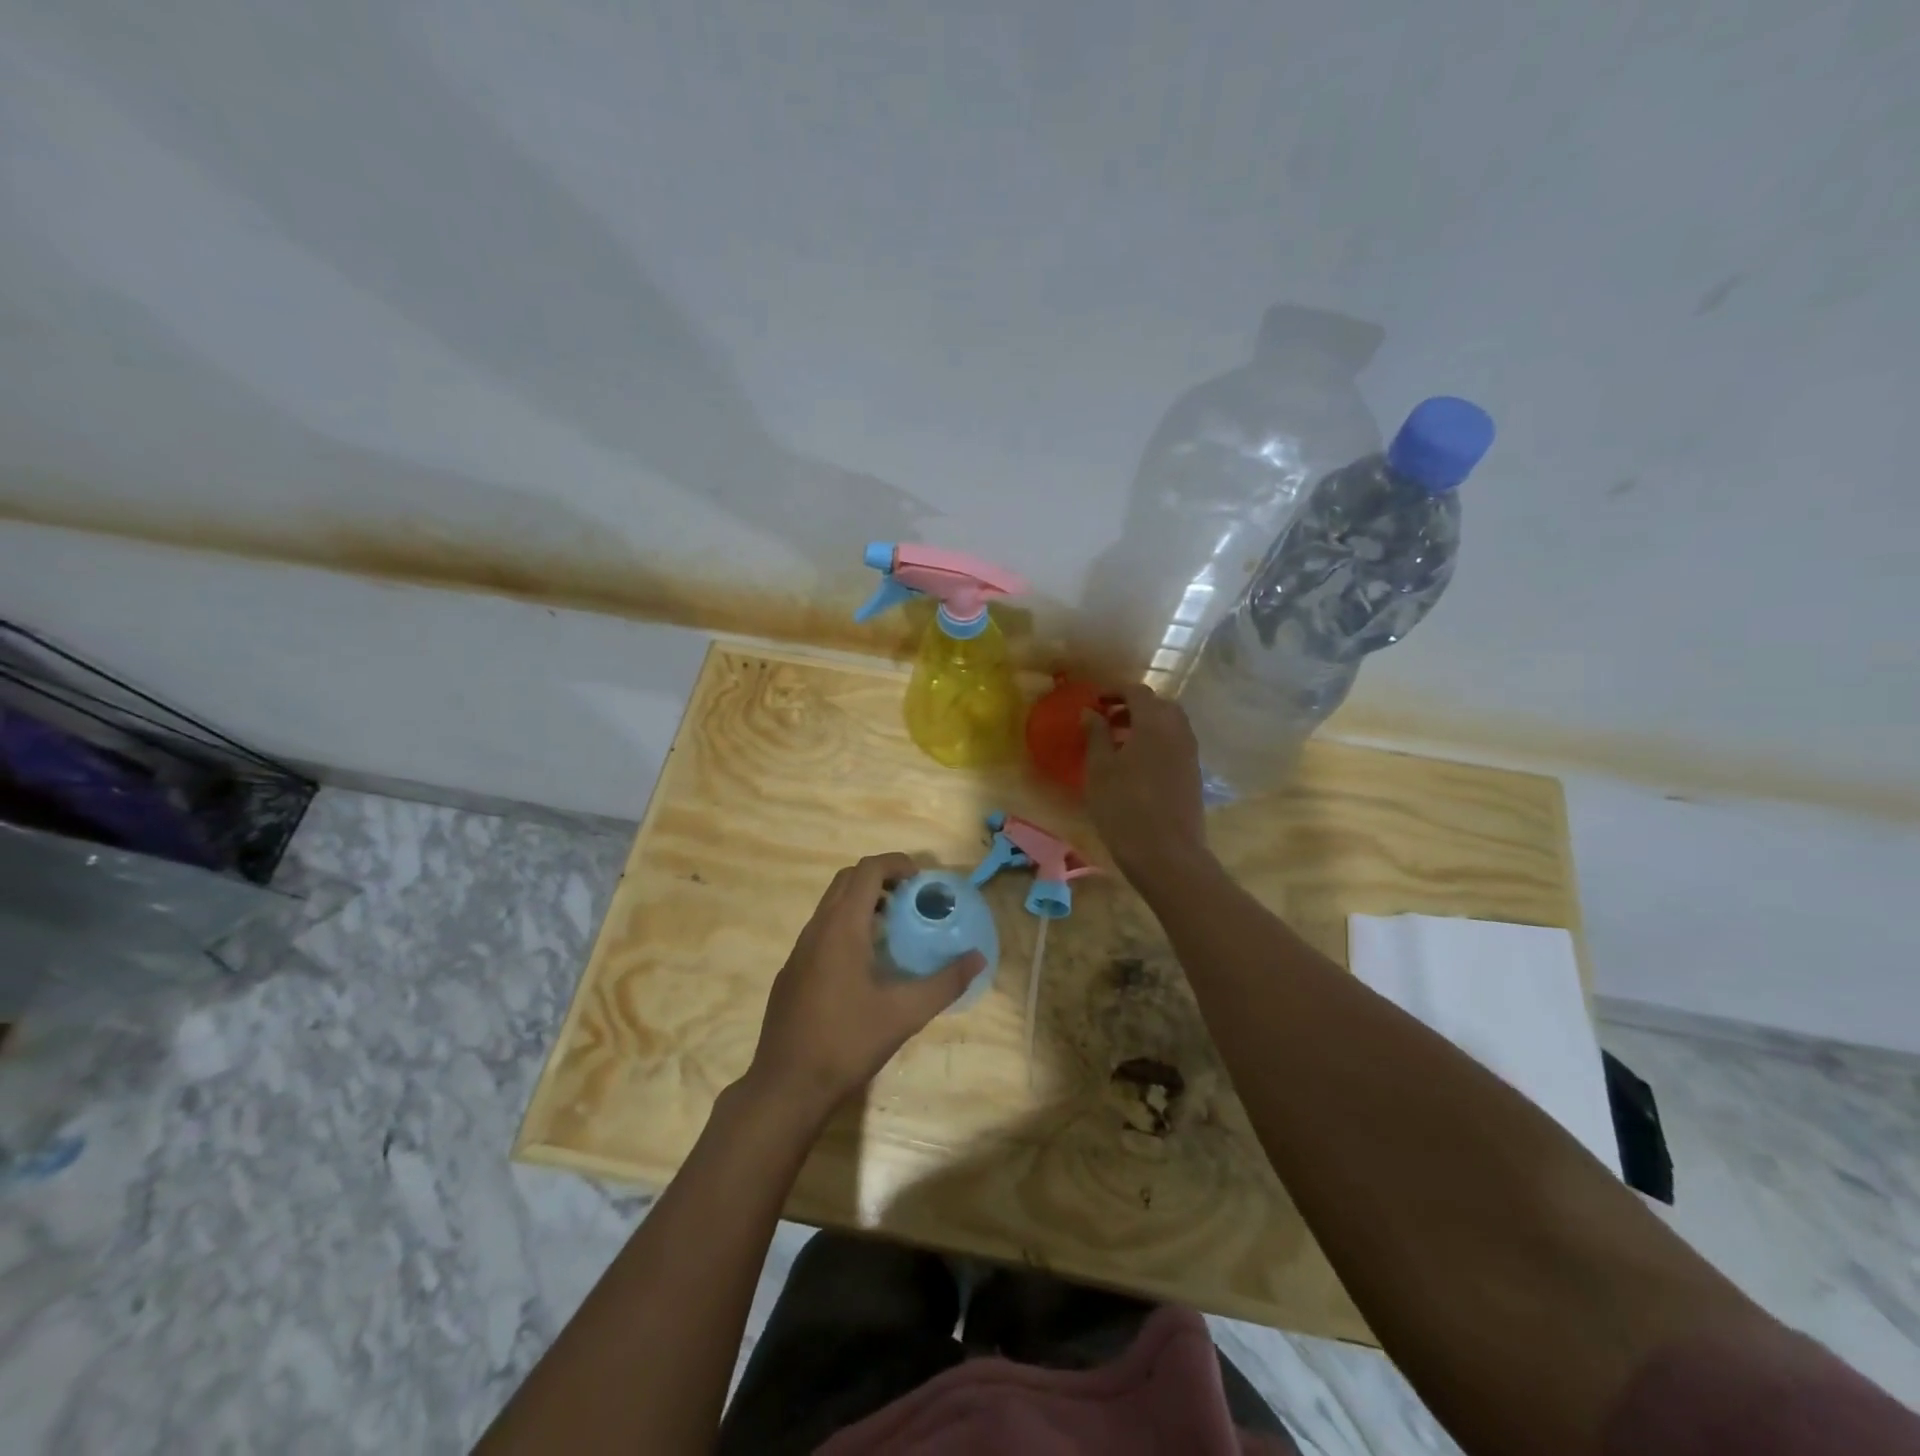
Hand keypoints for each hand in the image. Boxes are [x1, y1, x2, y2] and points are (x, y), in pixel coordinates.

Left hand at [746, 853, 982, 1119]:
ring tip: (894, 927)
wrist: (786, 1086)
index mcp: (842, 928)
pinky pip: (821, 930)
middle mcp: (816, 929)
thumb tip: (978, 959)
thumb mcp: (905, 1014)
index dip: (896, 863)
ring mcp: (799, 950)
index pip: (867, 870)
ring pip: (831, 905)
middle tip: (911, 898)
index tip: (922, 880)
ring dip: (862, 901)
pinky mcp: (792, 972)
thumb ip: (945, 983)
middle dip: (880, 878)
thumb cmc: (847, 1042)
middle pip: (846, 880)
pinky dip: (846, 925)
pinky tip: (865, 963)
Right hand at [1083, 684, 1206, 875]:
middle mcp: (1178, 731)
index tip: (1095, 702)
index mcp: (1154, 722)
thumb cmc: (1124, 807)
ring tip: (1120, 743)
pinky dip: (1157, 742)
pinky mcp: (1193, 775)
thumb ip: (1096, 735)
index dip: (1114, 691)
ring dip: (1146, 725)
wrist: (1167, 854)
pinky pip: (1175, 744)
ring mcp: (1190, 753)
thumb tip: (1091, 712)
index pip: (1137, 691)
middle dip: (1133, 706)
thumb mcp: (1099, 769)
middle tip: (1107, 720)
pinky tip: (1137, 765)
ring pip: (1170, 725)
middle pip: (1158, 705)